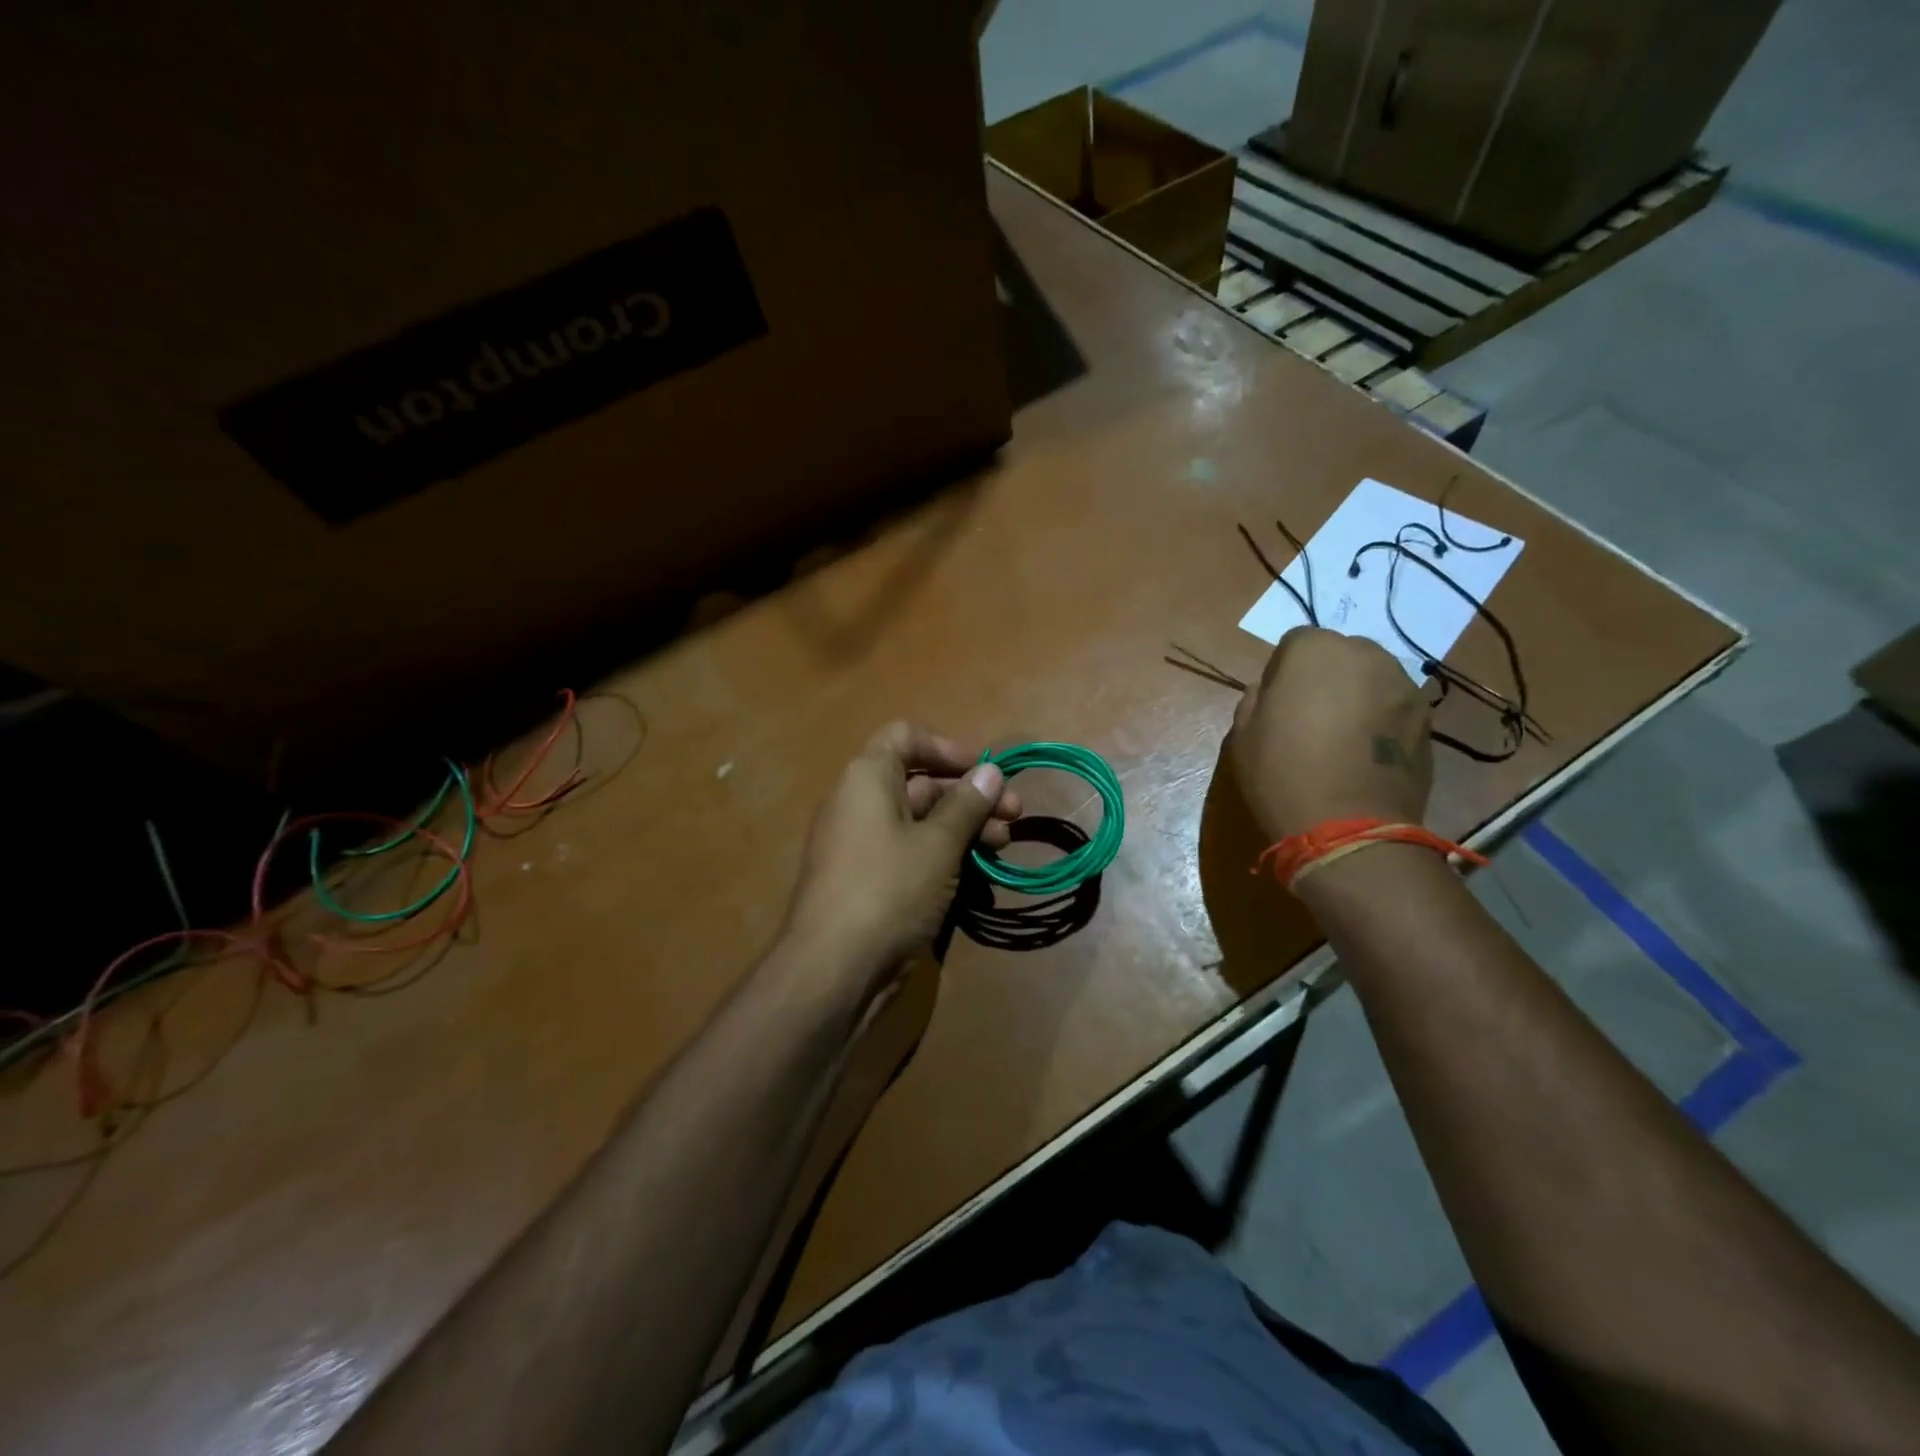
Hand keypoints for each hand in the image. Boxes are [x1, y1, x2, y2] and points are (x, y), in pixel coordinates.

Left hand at [780, 722, 1021, 998]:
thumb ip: (967, 804)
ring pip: (921, 821)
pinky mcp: (870, 880)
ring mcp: (864, 844)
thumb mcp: (938, 844)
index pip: (906, 737)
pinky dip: (944, 855)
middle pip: (921, 782)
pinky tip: (979, 874)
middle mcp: (861, 803)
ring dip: (964, 827)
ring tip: (1004, 845)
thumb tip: (990, 771)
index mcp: (868, 778)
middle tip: (1015, 815)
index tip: (985, 770)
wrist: (834, 968)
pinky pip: (911, 852)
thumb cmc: (888, 889)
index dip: (947, 747)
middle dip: (970, 795)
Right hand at [1230, 627, 1433, 840]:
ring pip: (1372, 679)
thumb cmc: (1282, 773)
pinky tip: (1365, 754)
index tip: (1277, 702)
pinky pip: (1394, 707)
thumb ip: (1257, 697)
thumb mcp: (1243, 733)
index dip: (1283, 671)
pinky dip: (1380, 721)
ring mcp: (1404, 686)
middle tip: (1310, 716)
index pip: (1295, 642)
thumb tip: (1273, 690)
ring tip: (1342, 737)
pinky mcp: (1428, 720)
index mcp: (1315, 650)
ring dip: (1357, 696)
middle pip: (1342, 654)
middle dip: (1326, 676)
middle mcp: (1366, 655)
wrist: (1348, 827)